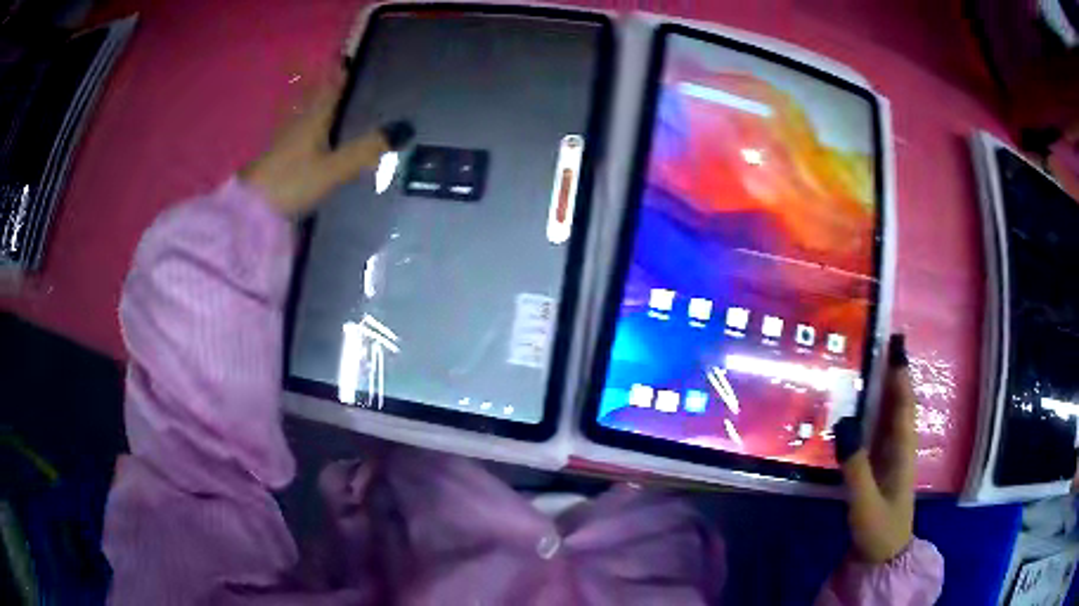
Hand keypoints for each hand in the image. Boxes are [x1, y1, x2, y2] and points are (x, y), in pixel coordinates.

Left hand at [240, 78, 413, 215]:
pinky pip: (299, 133)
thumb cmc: (292, 182)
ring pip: (306, 115)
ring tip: (335, 104)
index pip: (331, 87)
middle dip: (330, 87)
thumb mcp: (333, 168)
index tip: (351, 60)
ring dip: (319, 107)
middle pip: (316, 98)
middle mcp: (298, 122)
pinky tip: (314, 137)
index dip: (341, 73)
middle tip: (346, 79)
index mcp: (313, 117)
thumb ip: (365, 150)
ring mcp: (284, 141)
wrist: (249, 211)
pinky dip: (309, 128)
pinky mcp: (277, 159)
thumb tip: (404, 128)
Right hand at [834, 334, 916, 563]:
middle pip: (897, 402)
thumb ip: (855, 466)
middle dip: (890, 372)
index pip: (903, 403)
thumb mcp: (865, 502)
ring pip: (887, 415)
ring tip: (862, 366)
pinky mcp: (878, 467)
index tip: (894, 341)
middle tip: (872, 343)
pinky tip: (854, 409)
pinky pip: (876, 431)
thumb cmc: (879, 529)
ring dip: (879, 389)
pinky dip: (868, 414)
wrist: (883, 557)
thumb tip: (844, 422)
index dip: (900, 373)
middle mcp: (899, 446)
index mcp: (902, 450)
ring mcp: (889, 457)